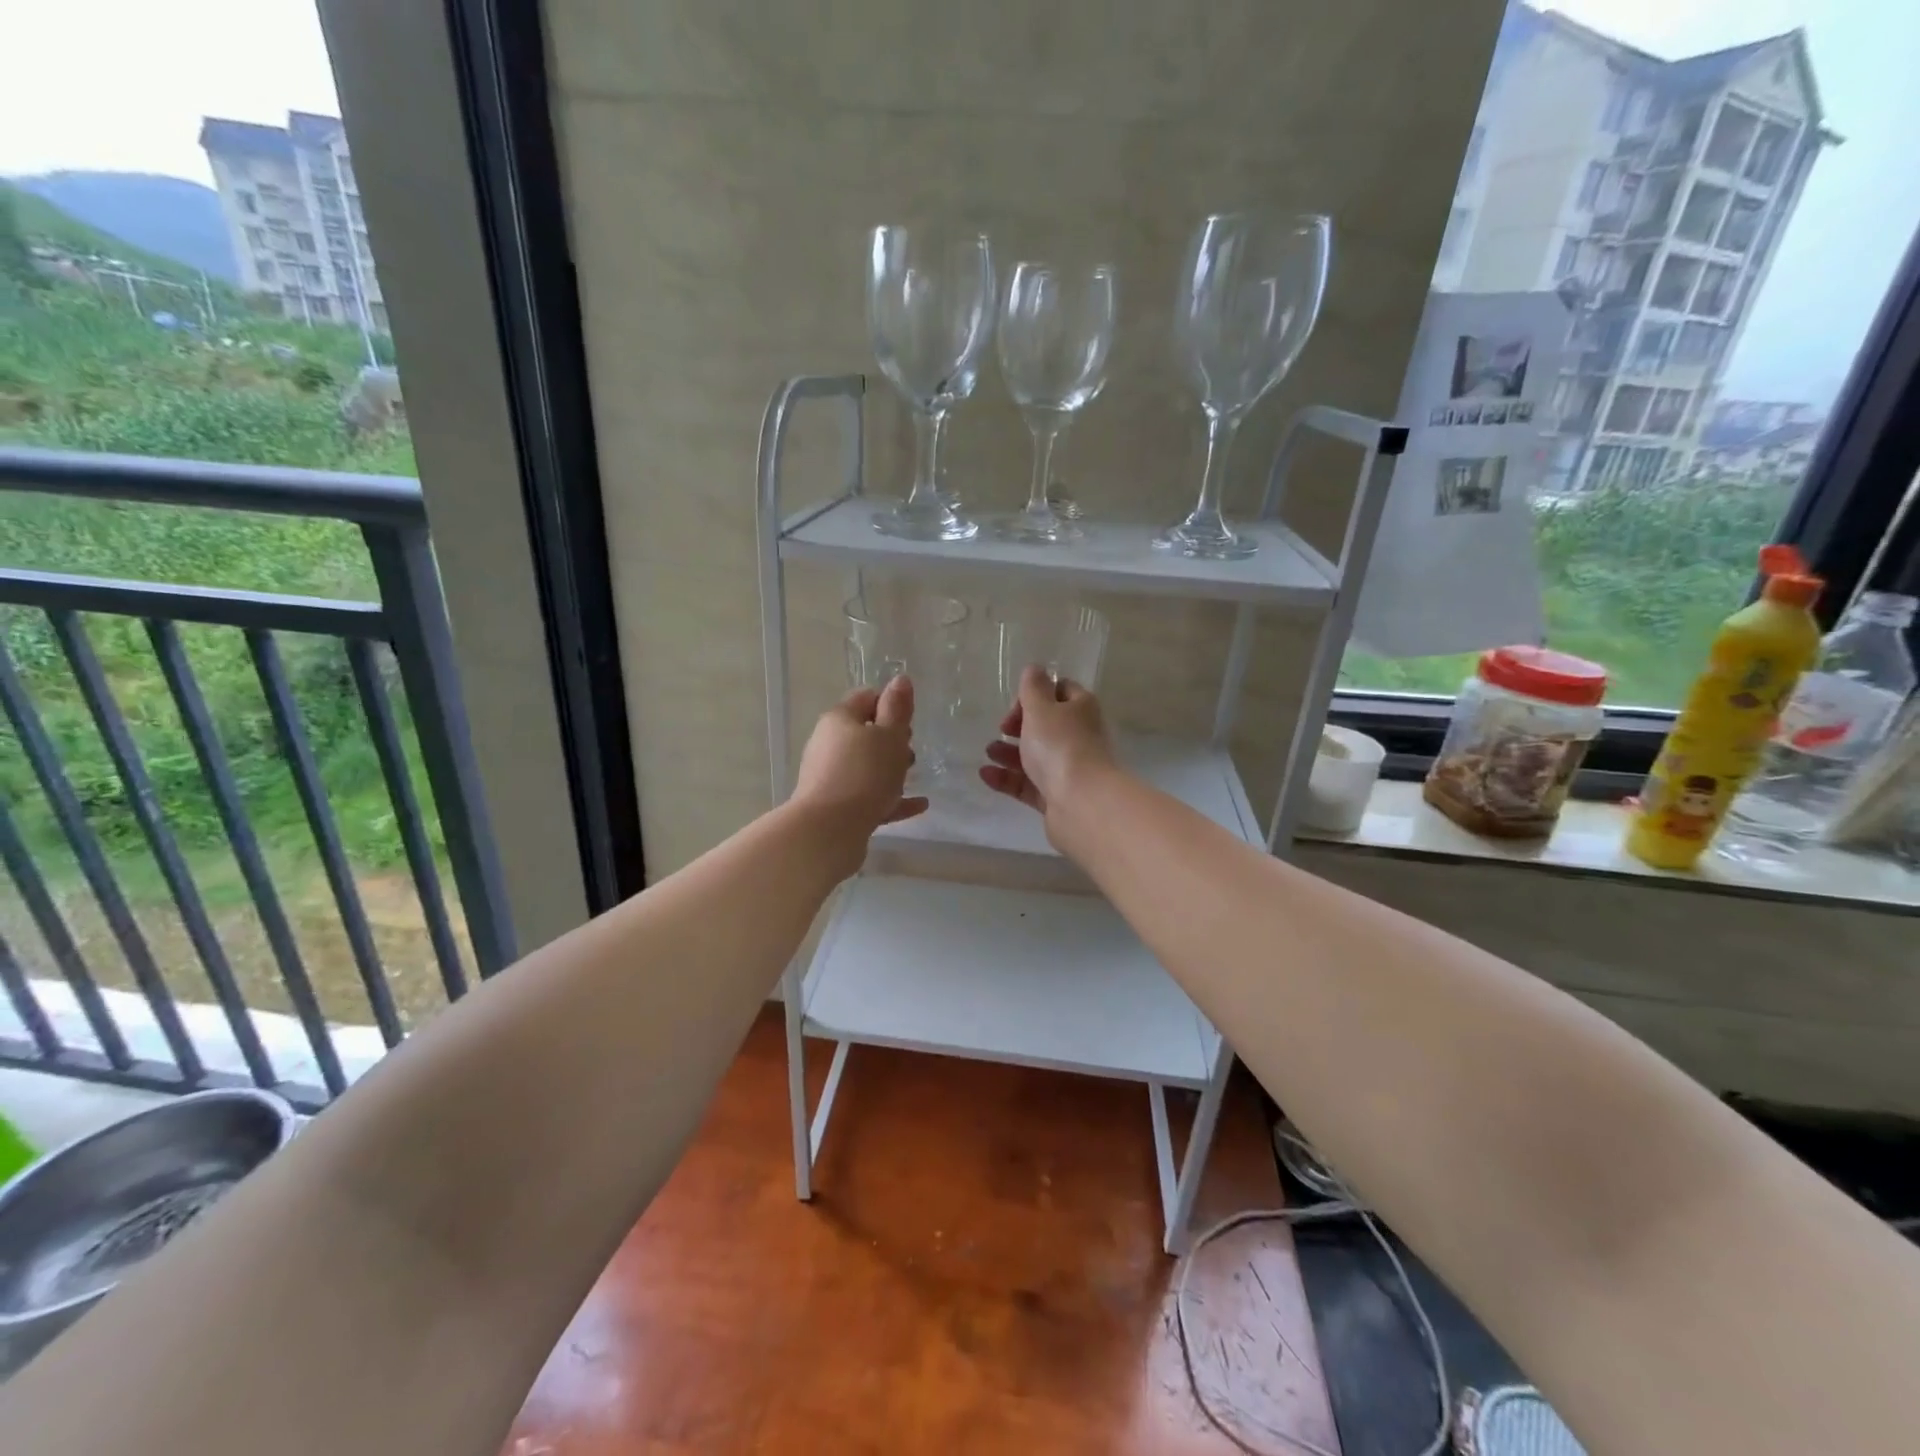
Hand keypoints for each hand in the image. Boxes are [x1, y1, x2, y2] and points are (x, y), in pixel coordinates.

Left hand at [791, 676, 927, 845]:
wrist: (829, 830)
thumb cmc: (865, 774)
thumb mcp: (889, 736)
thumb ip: (897, 708)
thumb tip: (900, 680)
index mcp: (840, 719)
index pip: (866, 697)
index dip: (890, 704)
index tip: (910, 720)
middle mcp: (829, 743)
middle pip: (864, 733)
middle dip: (891, 739)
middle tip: (911, 751)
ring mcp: (830, 776)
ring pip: (866, 766)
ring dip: (890, 769)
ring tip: (913, 777)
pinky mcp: (836, 805)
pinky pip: (868, 795)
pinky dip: (891, 798)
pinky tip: (917, 806)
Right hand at [980, 665, 1117, 836]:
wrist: (1081, 803)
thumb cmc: (1060, 746)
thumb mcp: (1041, 708)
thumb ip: (1033, 688)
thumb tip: (1035, 669)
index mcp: (1081, 709)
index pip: (1060, 690)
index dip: (1035, 693)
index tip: (1016, 705)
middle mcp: (1079, 737)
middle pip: (1046, 725)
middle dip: (1020, 725)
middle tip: (1003, 728)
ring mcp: (1069, 769)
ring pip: (1035, 756)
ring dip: (1009, 751)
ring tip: (989, 752)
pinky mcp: (1056, 796)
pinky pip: (1028, 783)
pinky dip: (1007, 778)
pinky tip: (985, 774)